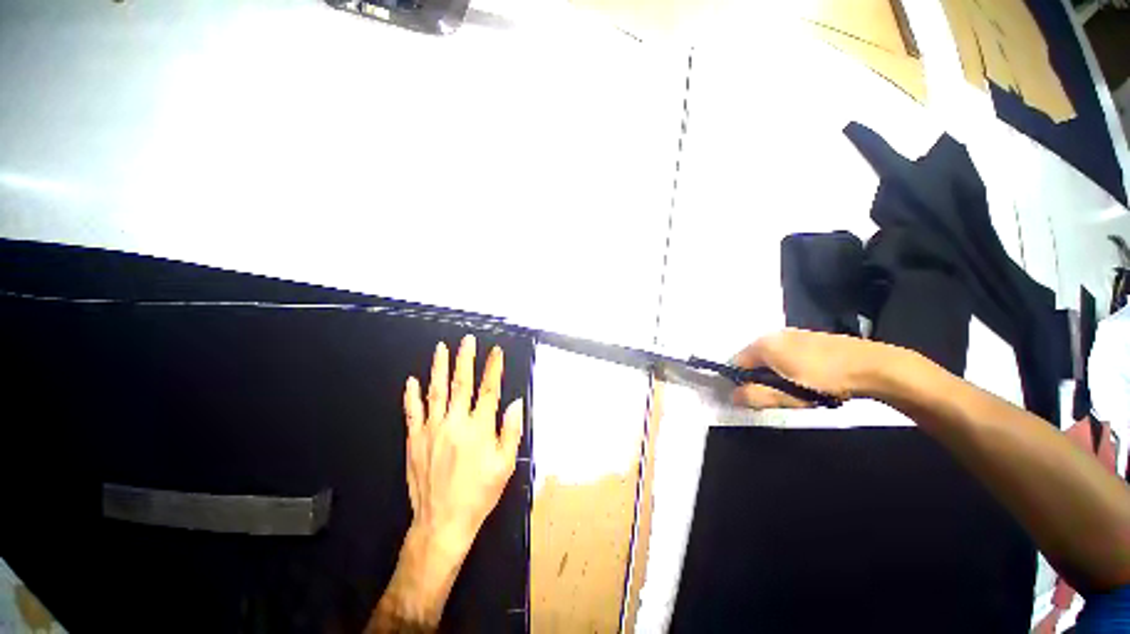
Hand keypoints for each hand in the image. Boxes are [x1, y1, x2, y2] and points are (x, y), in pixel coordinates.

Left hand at [403, 334, 523, 558]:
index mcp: (479, 428)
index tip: (495, 352)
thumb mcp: (505, 465)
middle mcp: (455, 423)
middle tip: (467, 340)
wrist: (442, 521)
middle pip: (461, 383)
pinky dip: (412, 395)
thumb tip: (515, 403)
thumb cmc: (479, 493)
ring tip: (441, 348)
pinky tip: (412, 381)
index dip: (493, 368)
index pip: (489, 389)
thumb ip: (511, 431)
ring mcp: (432, 430)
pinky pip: (412, 412)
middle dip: (465, 359)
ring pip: (436, 391)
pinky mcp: (414, 440)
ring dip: (439, 368)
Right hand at [730, 328, 896, 408]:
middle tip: (779, 397)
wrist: (874, 366)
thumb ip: (756, 395)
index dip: (740, 382)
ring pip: (772, 359)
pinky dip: (790, 368)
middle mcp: (773, 335)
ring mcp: (793, 335)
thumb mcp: (787, 394)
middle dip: (760, 379)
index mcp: (763, 344)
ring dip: (776, 375)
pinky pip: (788, 355)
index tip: (753, 398)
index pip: (736, 363)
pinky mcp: (810, 339)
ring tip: (798, 390)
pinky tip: (810, 380)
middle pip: (754, 361)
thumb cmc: (825, 380)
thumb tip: (733, 397)